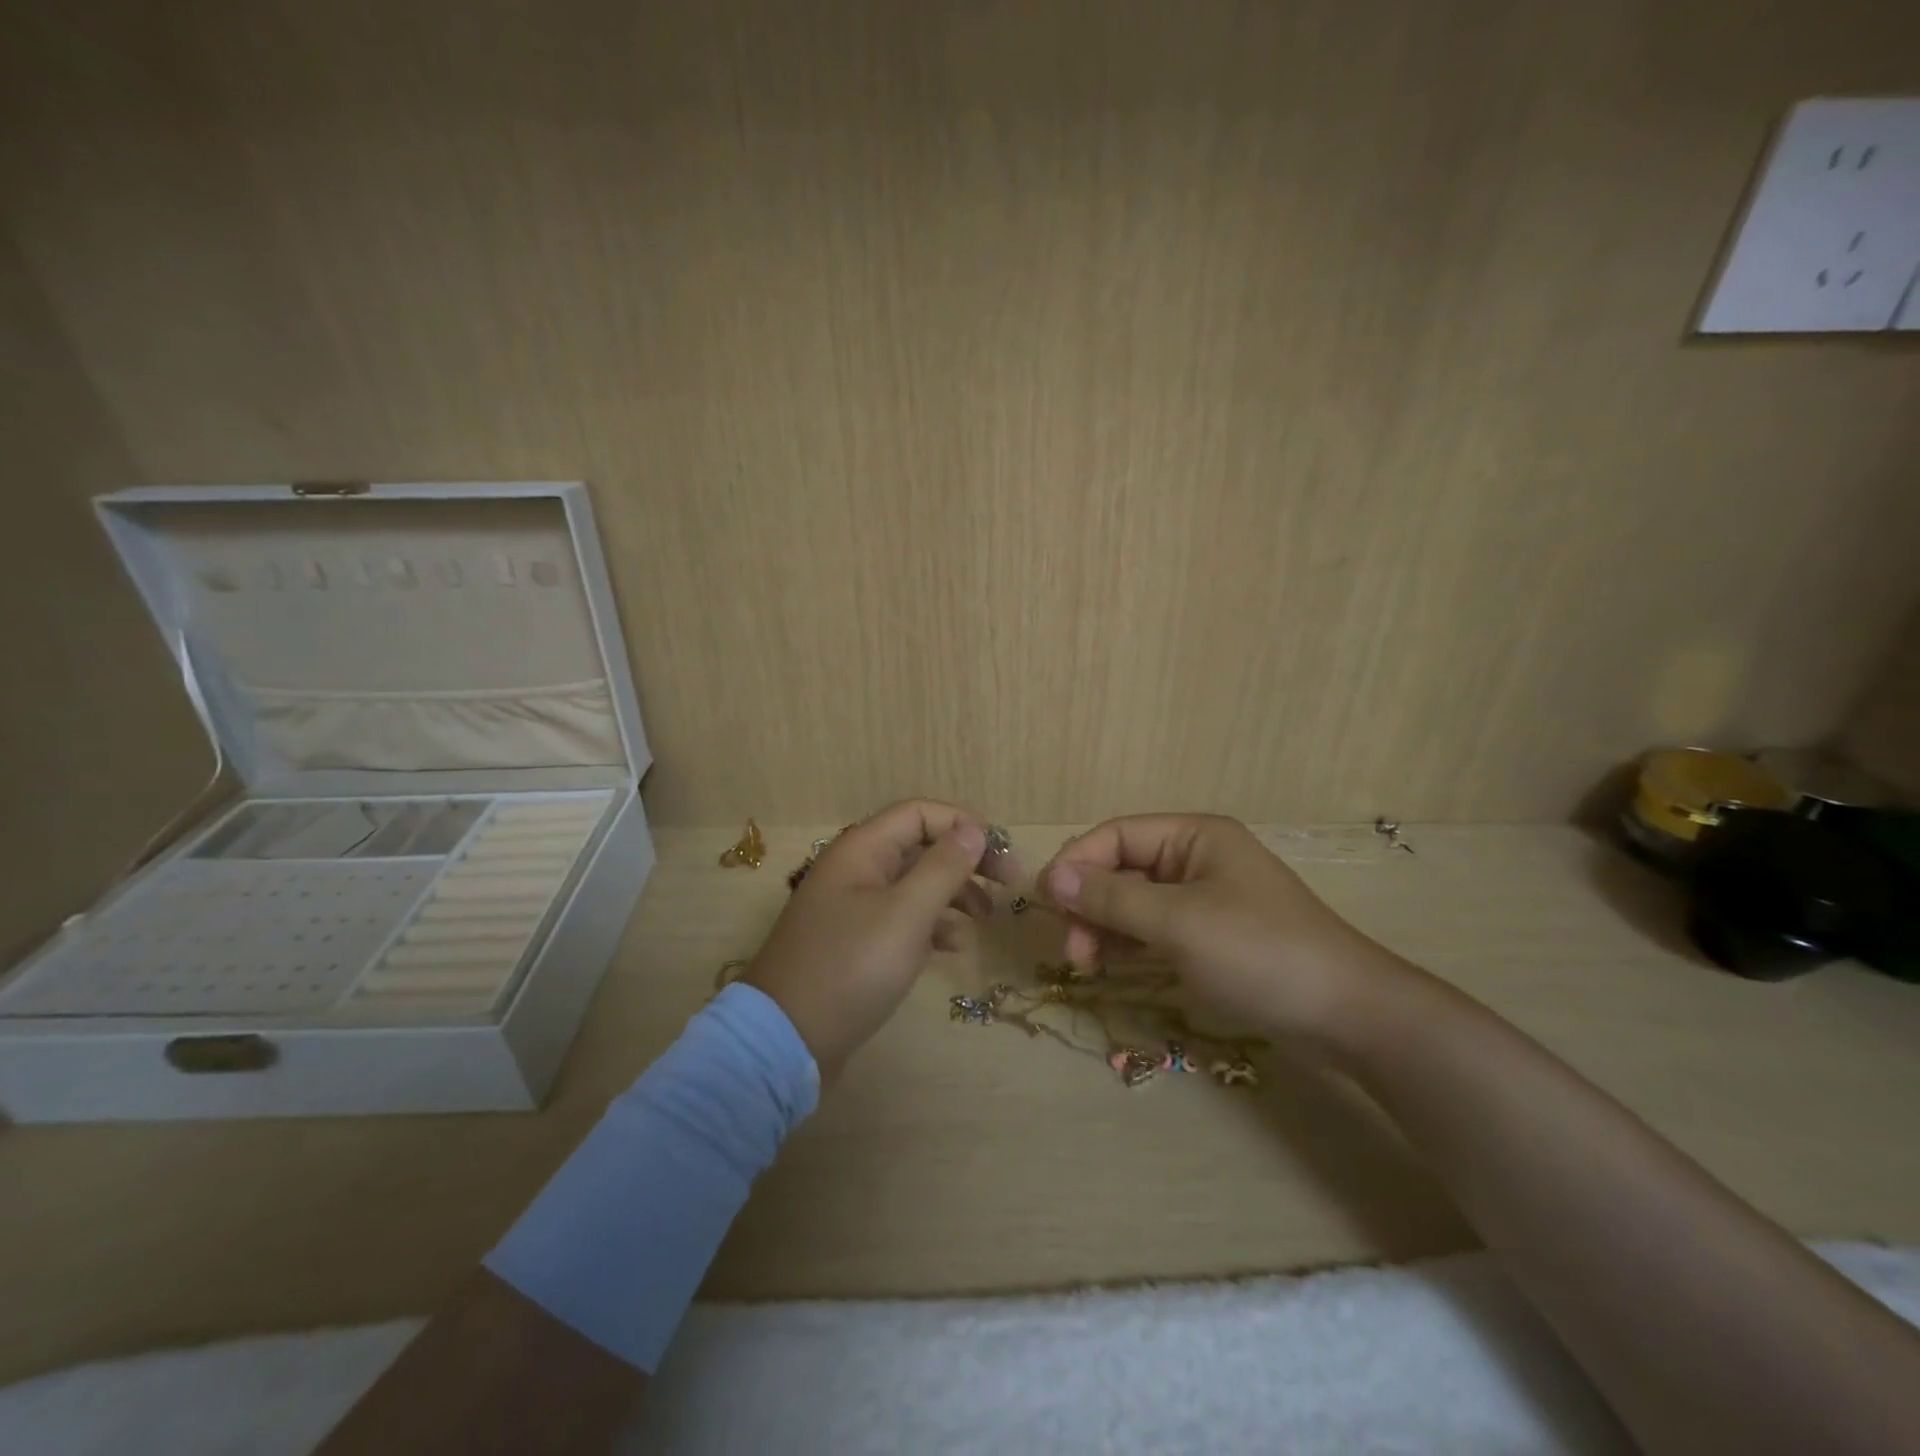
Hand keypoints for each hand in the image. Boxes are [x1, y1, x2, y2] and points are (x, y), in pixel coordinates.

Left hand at [743, 800, 1011, 1078]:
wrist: (787, 1040)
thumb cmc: (852, 967)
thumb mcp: (906, 914)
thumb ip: (943, 868)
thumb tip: (973, 829)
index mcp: (862, 850)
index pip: (919, 814)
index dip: (961, 823)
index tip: (999, 852)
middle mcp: (856, 870)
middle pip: (920, 847)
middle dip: (964, 860)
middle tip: (1007, 883)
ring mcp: (854, 908)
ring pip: (914, 884)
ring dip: (953, 893)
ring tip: (985, 918)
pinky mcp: (856, 943)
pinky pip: (902, 919)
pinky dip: (931, 925)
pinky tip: (953, 946)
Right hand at [1040, 814, 1409, 1042]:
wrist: (1348, 1015)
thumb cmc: (1259, 953)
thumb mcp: (1178, 922)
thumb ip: (1111, 897)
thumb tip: (1050, 877)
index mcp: (1194, 836)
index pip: (1116, 835)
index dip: (1076, 862)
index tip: (1045, 902)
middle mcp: (1196, 858)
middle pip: (1122, 867)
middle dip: (1090, 902)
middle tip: (1072, 950)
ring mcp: (1205, 898)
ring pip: (1134, 901)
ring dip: (1104, 926)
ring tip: (1087, 964)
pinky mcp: (1211, 935)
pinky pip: (1155, 927)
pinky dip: (1129, 942)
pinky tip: (1111, 965)